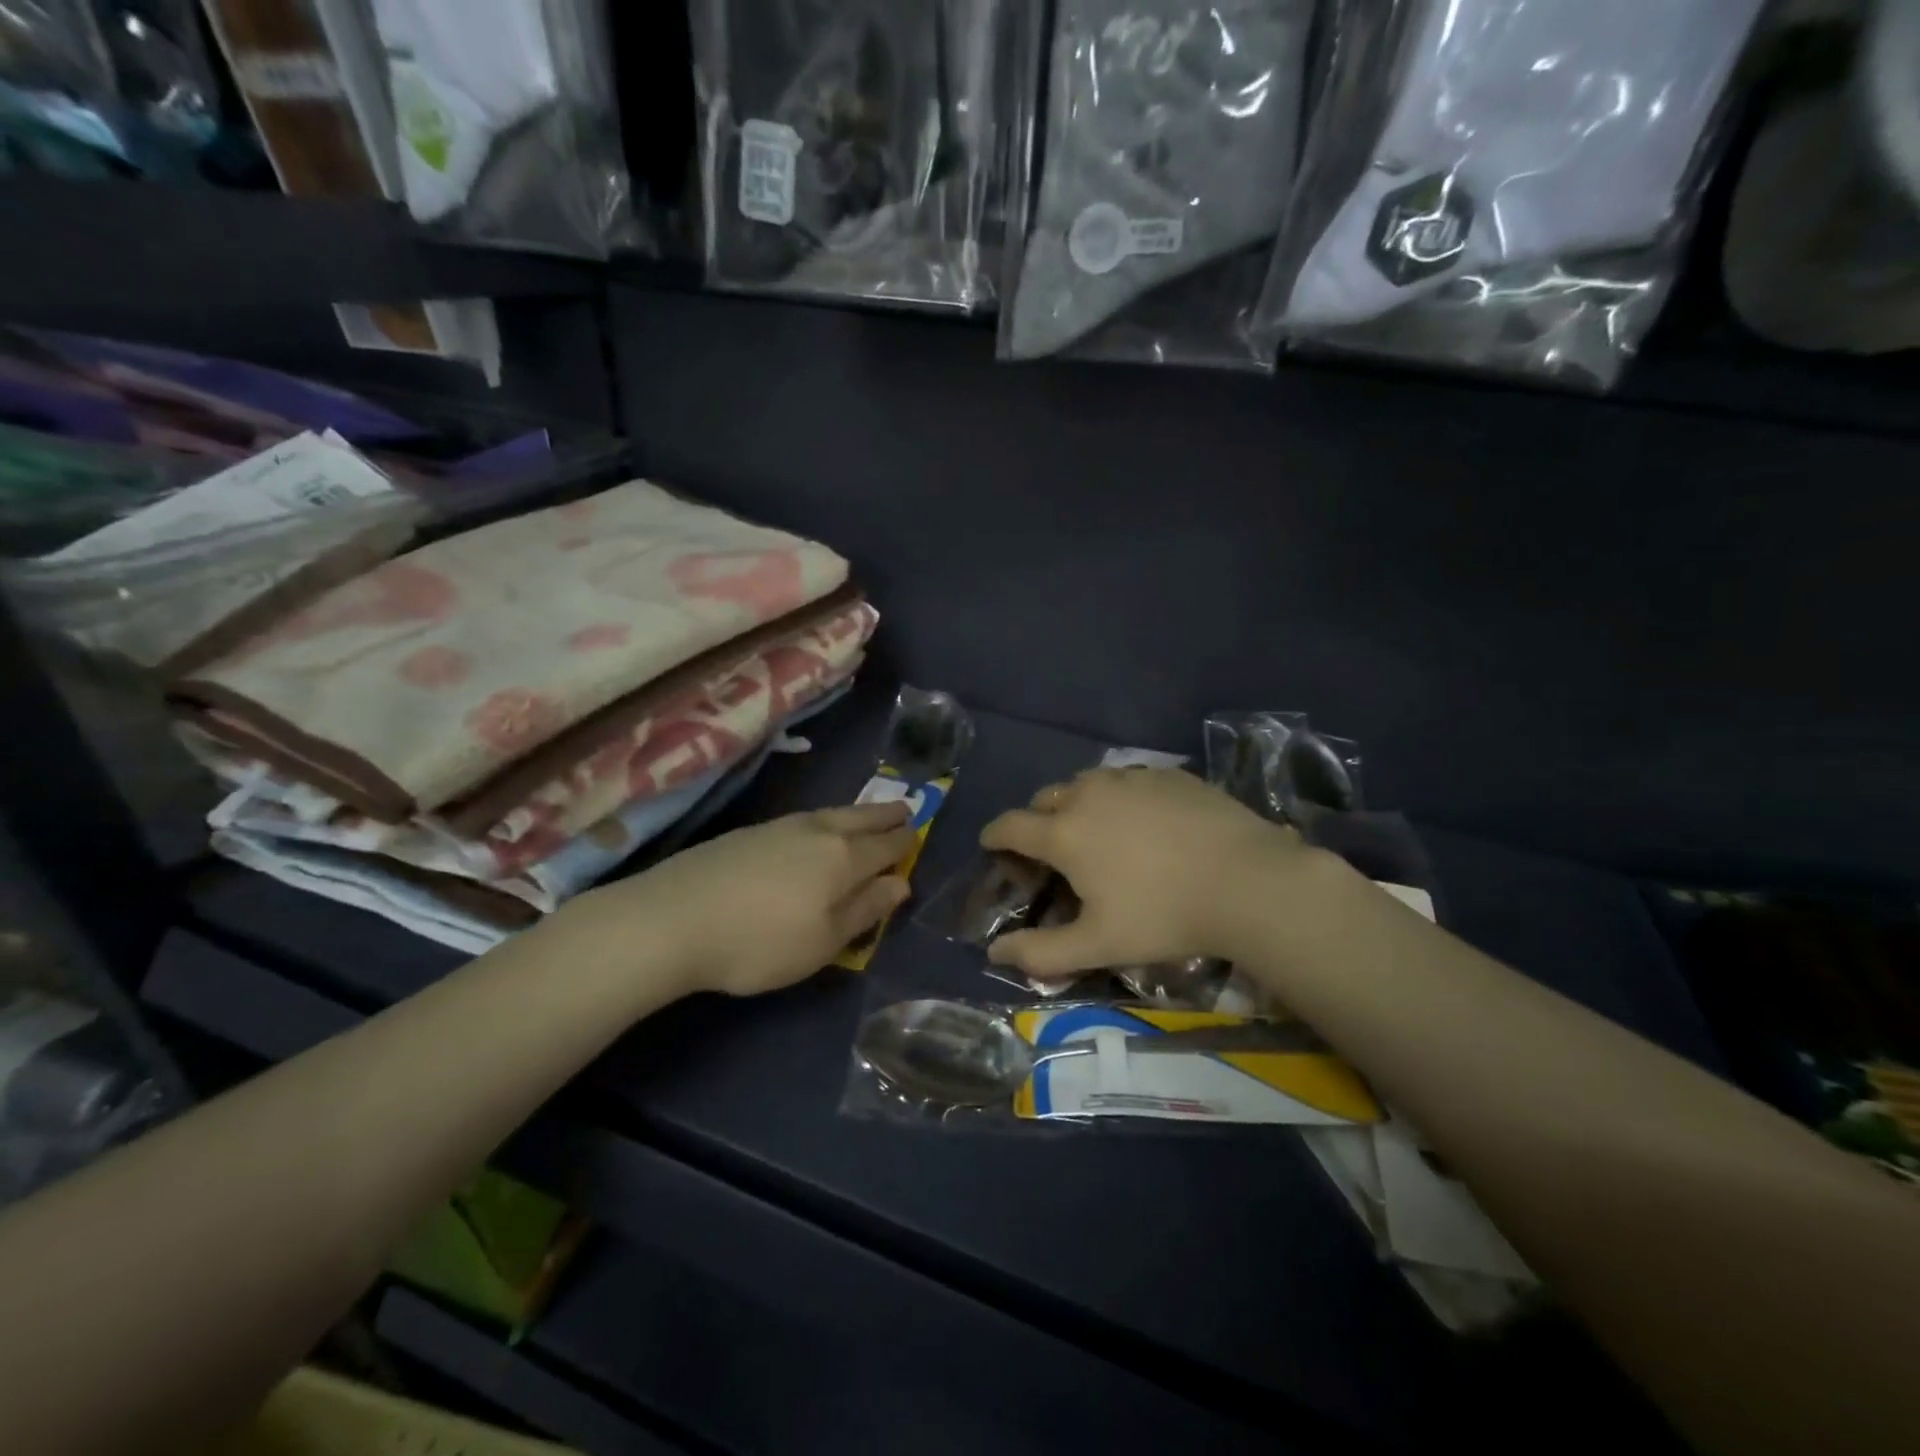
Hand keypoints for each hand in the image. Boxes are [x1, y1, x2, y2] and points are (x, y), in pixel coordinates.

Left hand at [562, 802, 915, 997]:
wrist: (672, 919)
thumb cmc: (760, 942)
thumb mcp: (823, 941)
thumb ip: (864, 910)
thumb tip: (900, 884)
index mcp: (843, 858)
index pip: (886, 845)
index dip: (905, 842)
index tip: (917, 836)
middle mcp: (817, 832)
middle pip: (861, 818)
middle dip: (886, 815)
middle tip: (905, 809)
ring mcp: (780, 827)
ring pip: (831, 813)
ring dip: (856, 813)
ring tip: (865, 816)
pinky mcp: (750, 832)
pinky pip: (804, 819)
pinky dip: (825, 820)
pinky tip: (814, 830)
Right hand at [980, 768, 1320, 979]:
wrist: (1248, 881)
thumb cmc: (1165, 916)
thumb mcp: (1098, 945)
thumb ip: (1040, 953)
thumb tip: (993, 953)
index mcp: (1064, 833)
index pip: (1010, 825)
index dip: (994, 836)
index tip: (992, 845)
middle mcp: (1089, 794)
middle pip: (1045, 798)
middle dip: (1036, 820)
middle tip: (1050, 850)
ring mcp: (1131, 779)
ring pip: (1086, 783)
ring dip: (1076, 803)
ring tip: (1095, 831)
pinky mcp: (1167, 774)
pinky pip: (1127, 779)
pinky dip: (1118, 796)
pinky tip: (1141, 820)